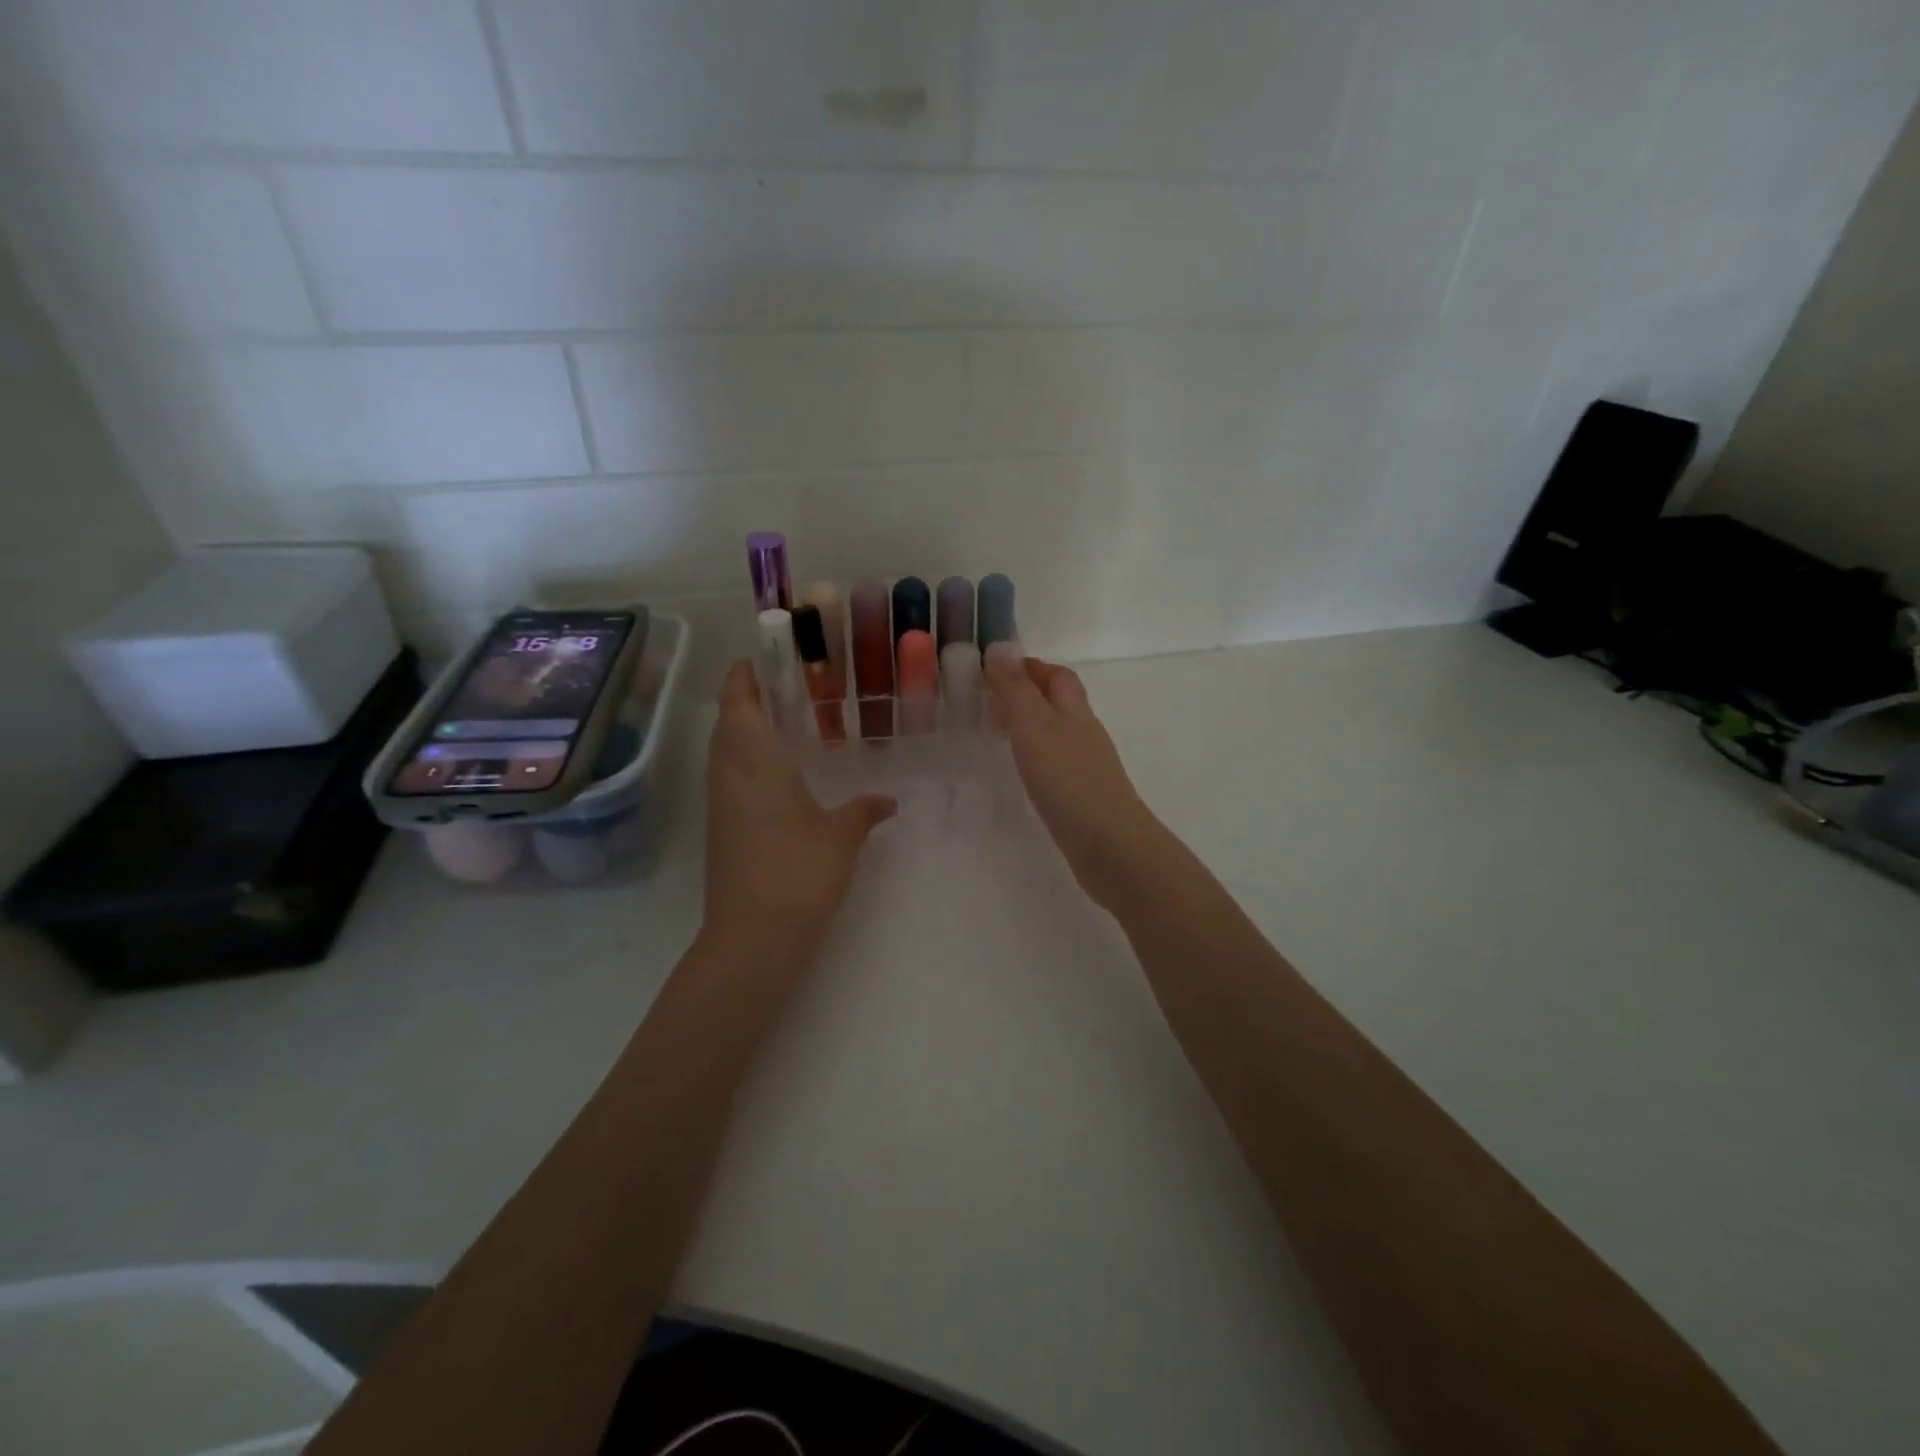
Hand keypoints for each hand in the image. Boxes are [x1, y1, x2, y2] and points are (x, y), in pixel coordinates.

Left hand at [701, 661, 895, 961]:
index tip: (760, 658)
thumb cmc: (799, 871)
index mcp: (755, 760)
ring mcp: (720, 803)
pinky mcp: (720, 828)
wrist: (753, 935)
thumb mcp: (843, 836)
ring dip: (742, 730)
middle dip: (746, 699)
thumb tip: (889, 800)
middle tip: (782, 687)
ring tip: (781, 723)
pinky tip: (776, 774)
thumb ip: (866, 810)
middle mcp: (729, 773)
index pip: (739, 702)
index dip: (744, 676)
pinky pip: (728, 777)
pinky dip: (745, 760)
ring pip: (724, 751)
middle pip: (727, 722)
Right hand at [983, 643, 1164, 912]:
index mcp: (1074, 711)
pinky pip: (1057, 762)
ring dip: (1031, 724)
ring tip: (998, 730)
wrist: (1109, 846)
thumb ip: (1016, 688)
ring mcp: (1086, 766)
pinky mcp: (1083, 796)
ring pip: (1058, 732)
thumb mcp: (1034, 727)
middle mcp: (1084, 733)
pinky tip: (1023, 770)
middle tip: (991, 697)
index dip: (1029, 666)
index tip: (996, 667)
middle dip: (1030, 692)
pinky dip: (1036, 754)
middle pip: (1060, 701)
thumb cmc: (1068, 780)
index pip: (1057, 675)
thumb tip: (1001, 645)